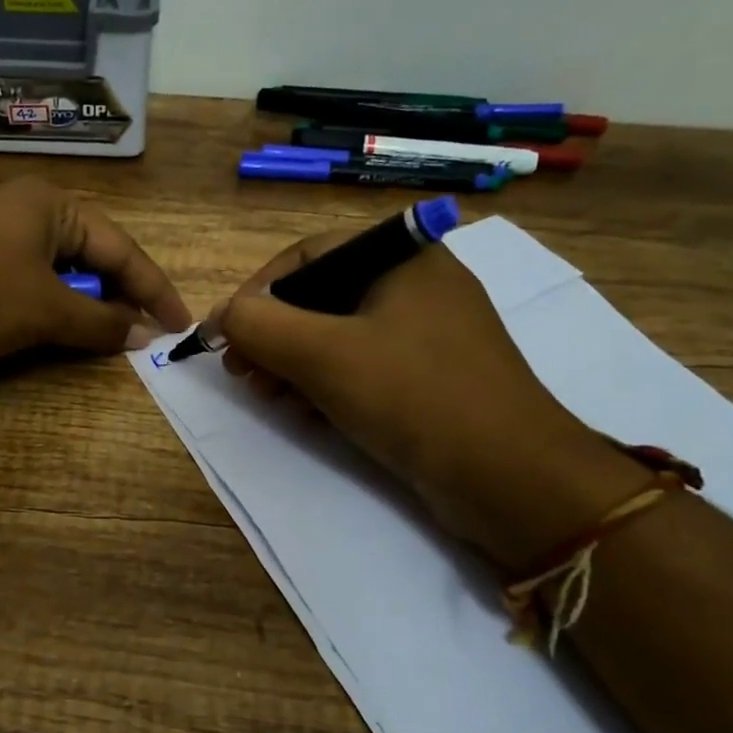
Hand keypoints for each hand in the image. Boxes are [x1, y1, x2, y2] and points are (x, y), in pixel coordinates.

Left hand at [0, 178, 191, 379]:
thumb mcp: (45, 309)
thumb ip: (100, 323)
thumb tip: (143, 336)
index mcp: (50, 204)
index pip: (120, 248)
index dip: (154, 289)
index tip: (180, 326)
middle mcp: (24, 214)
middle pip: (90, 258)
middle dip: (118, 299)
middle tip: (142, 337)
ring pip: (57, 277)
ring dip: (82, 310)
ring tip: (104, 342)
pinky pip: (26, 291)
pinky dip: (47, 315)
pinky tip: (54, 337)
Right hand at [216, 233, 649, 570]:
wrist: (509, 476)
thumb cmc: (413, 396)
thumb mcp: (323, 354)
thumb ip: (260, 325)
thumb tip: (223, 317)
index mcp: (401, 256)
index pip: (306, 256)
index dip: (255, 293)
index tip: (225, 336)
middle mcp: (417, 283)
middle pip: (320, 296)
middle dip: (273, 334)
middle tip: (242, 373)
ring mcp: (428, 332)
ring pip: (339, 334)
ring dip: (294, 362)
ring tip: (268, 396)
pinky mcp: (432, 376)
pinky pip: (365, 366)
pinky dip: (328, 383)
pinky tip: (308, 413)